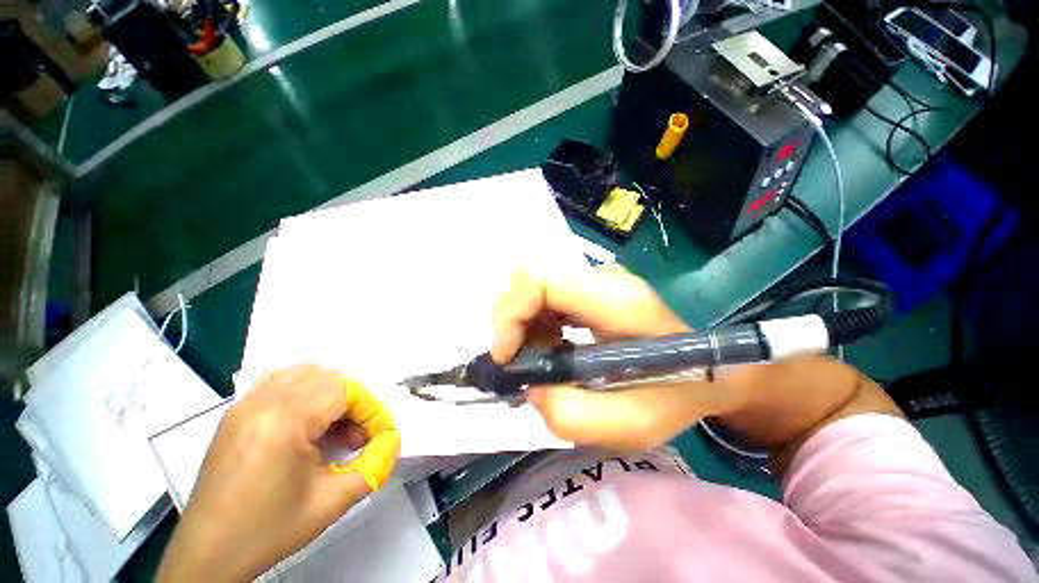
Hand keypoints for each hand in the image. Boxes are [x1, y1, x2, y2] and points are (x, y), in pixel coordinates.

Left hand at [157, 364, 400, 581]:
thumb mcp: (333, 502)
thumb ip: (375, 465)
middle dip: (353, 402)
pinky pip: (277, 380)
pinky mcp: (234, 413)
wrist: (209, 555)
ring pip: (304, 373)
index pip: (347, 390)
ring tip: (331, 428)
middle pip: (329, 377)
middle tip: (356, 437)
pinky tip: (304, 422)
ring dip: (329, 393)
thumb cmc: (270, 529)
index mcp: (284, 420)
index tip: (379, 437)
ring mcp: (244, 404)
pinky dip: (302, 390)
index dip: (371, 410)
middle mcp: (262, 401)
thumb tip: (393, 440)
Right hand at [492, 266, 900, 467]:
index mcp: (615, 299)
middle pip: (530, 279)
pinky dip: (534, 324)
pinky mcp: (592, 290)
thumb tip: (531, 389)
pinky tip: (550, 349)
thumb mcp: (636, 423)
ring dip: (522, 325)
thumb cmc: (683, 392)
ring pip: (534, 288)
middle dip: (511, 321)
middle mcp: (601, 279)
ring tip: (537, 360)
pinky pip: (547, 298)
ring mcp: (596, 281)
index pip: (541, 281)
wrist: (719, 365)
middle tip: (516, 362)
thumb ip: (574, 416)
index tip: (505, 356)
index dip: (511, 314)